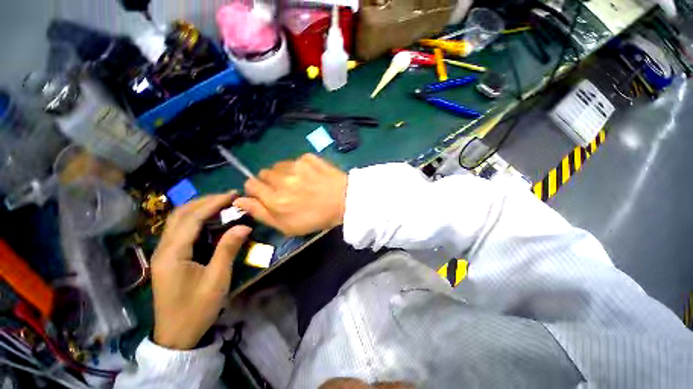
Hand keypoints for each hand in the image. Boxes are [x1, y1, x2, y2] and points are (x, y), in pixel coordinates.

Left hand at [151, 192, 250, 349]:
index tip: (233, 195)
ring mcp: (164, 253)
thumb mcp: (217, 279)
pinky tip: (211, 220)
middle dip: (205, 201)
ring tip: (222, 204)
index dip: (213, 203)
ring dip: (199, 208)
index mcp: (173, 253)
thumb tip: (243, 226)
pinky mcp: (169, 257)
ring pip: (178, 221)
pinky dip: (196, 219)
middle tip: (229, 197)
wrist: (176, 335)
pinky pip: (181, 231)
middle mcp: (163, 248)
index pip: (193, 218)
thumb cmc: (197, 309)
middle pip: (180, 214)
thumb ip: (228, 249)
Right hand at [234, 154, 347, 235]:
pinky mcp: (309, 157)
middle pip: (263, 173)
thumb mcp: (287, 226)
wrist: (344, 202)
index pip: (251, 184)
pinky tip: (311, 175)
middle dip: (270, 181)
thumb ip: (261, 213)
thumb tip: (238, 200)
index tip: (266, 194)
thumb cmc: (316, 218)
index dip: (256, 189)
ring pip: (278, 165)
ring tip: (299, 182)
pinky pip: (295, 160)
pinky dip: (300, 167)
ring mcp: (296, 166)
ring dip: (284, 173)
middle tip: (286, 189)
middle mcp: (282, 180)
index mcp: (275, 199)